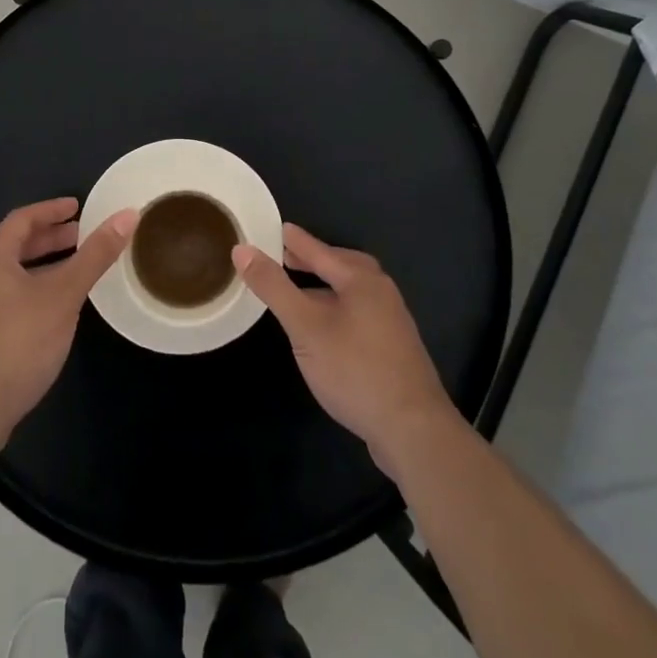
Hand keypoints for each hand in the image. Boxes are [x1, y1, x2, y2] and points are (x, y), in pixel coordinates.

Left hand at [0, 198, 136, 452]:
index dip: (51, 210)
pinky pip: (5, 299)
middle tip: (81, 237)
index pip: (22, 219)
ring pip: (10, 275)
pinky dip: (30, 291)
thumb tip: (128, 215)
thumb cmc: (19, 342)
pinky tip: (51, 311)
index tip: (78, 207)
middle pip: (14, 246)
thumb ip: (95, 255)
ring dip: (41, 267)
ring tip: (73, 272)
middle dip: (49, 239)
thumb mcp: (64, 295)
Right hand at [235, 224, 457, 474]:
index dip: (294, 241)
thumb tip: (242, 249)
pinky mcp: (393, 347)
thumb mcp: (305, 326)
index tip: (275, 228)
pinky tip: (324, 328)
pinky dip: (336, 307)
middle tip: (284, 258)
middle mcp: (380, 291)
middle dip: (313, 260)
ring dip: (324, 286)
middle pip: (341, 265)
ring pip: (351, 291)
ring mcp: (391, 320)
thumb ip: (274, 287)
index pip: (319, 250)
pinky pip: (358, 312)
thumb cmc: (354, 369)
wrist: (413, 430)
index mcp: (361, 279)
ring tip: (299, 292)